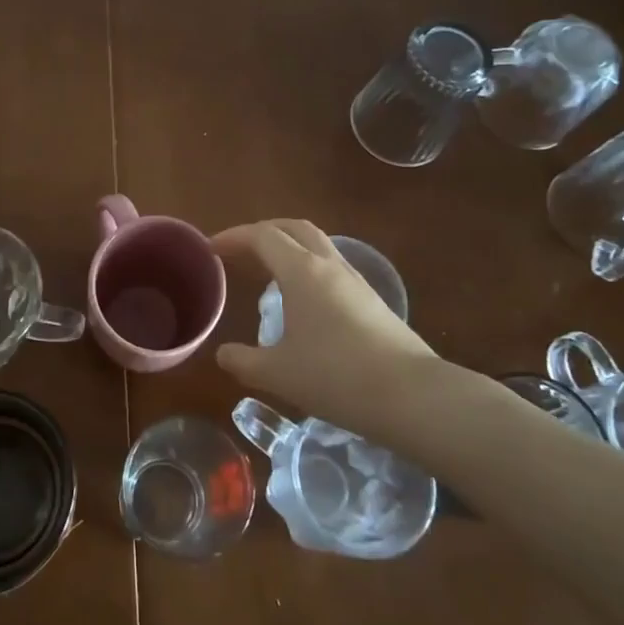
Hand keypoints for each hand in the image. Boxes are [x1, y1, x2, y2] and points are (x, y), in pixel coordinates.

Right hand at [212, 219, 441, 430]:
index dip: (234, 237)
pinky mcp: (372, 300)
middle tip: (240, 250)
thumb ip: (245, 361)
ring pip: (318, 245)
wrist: (412, 396)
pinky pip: (332, 267)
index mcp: (301, 271)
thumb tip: (223, 354)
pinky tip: (303, 300)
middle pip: (294, 228)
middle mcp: (328, 265)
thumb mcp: (279, 373)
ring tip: (268, 272)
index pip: (262, 236)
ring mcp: (355, 280)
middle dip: (263, 232)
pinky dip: (309, 268)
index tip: (211, 249)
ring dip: (290, 247)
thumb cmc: (336, 376)